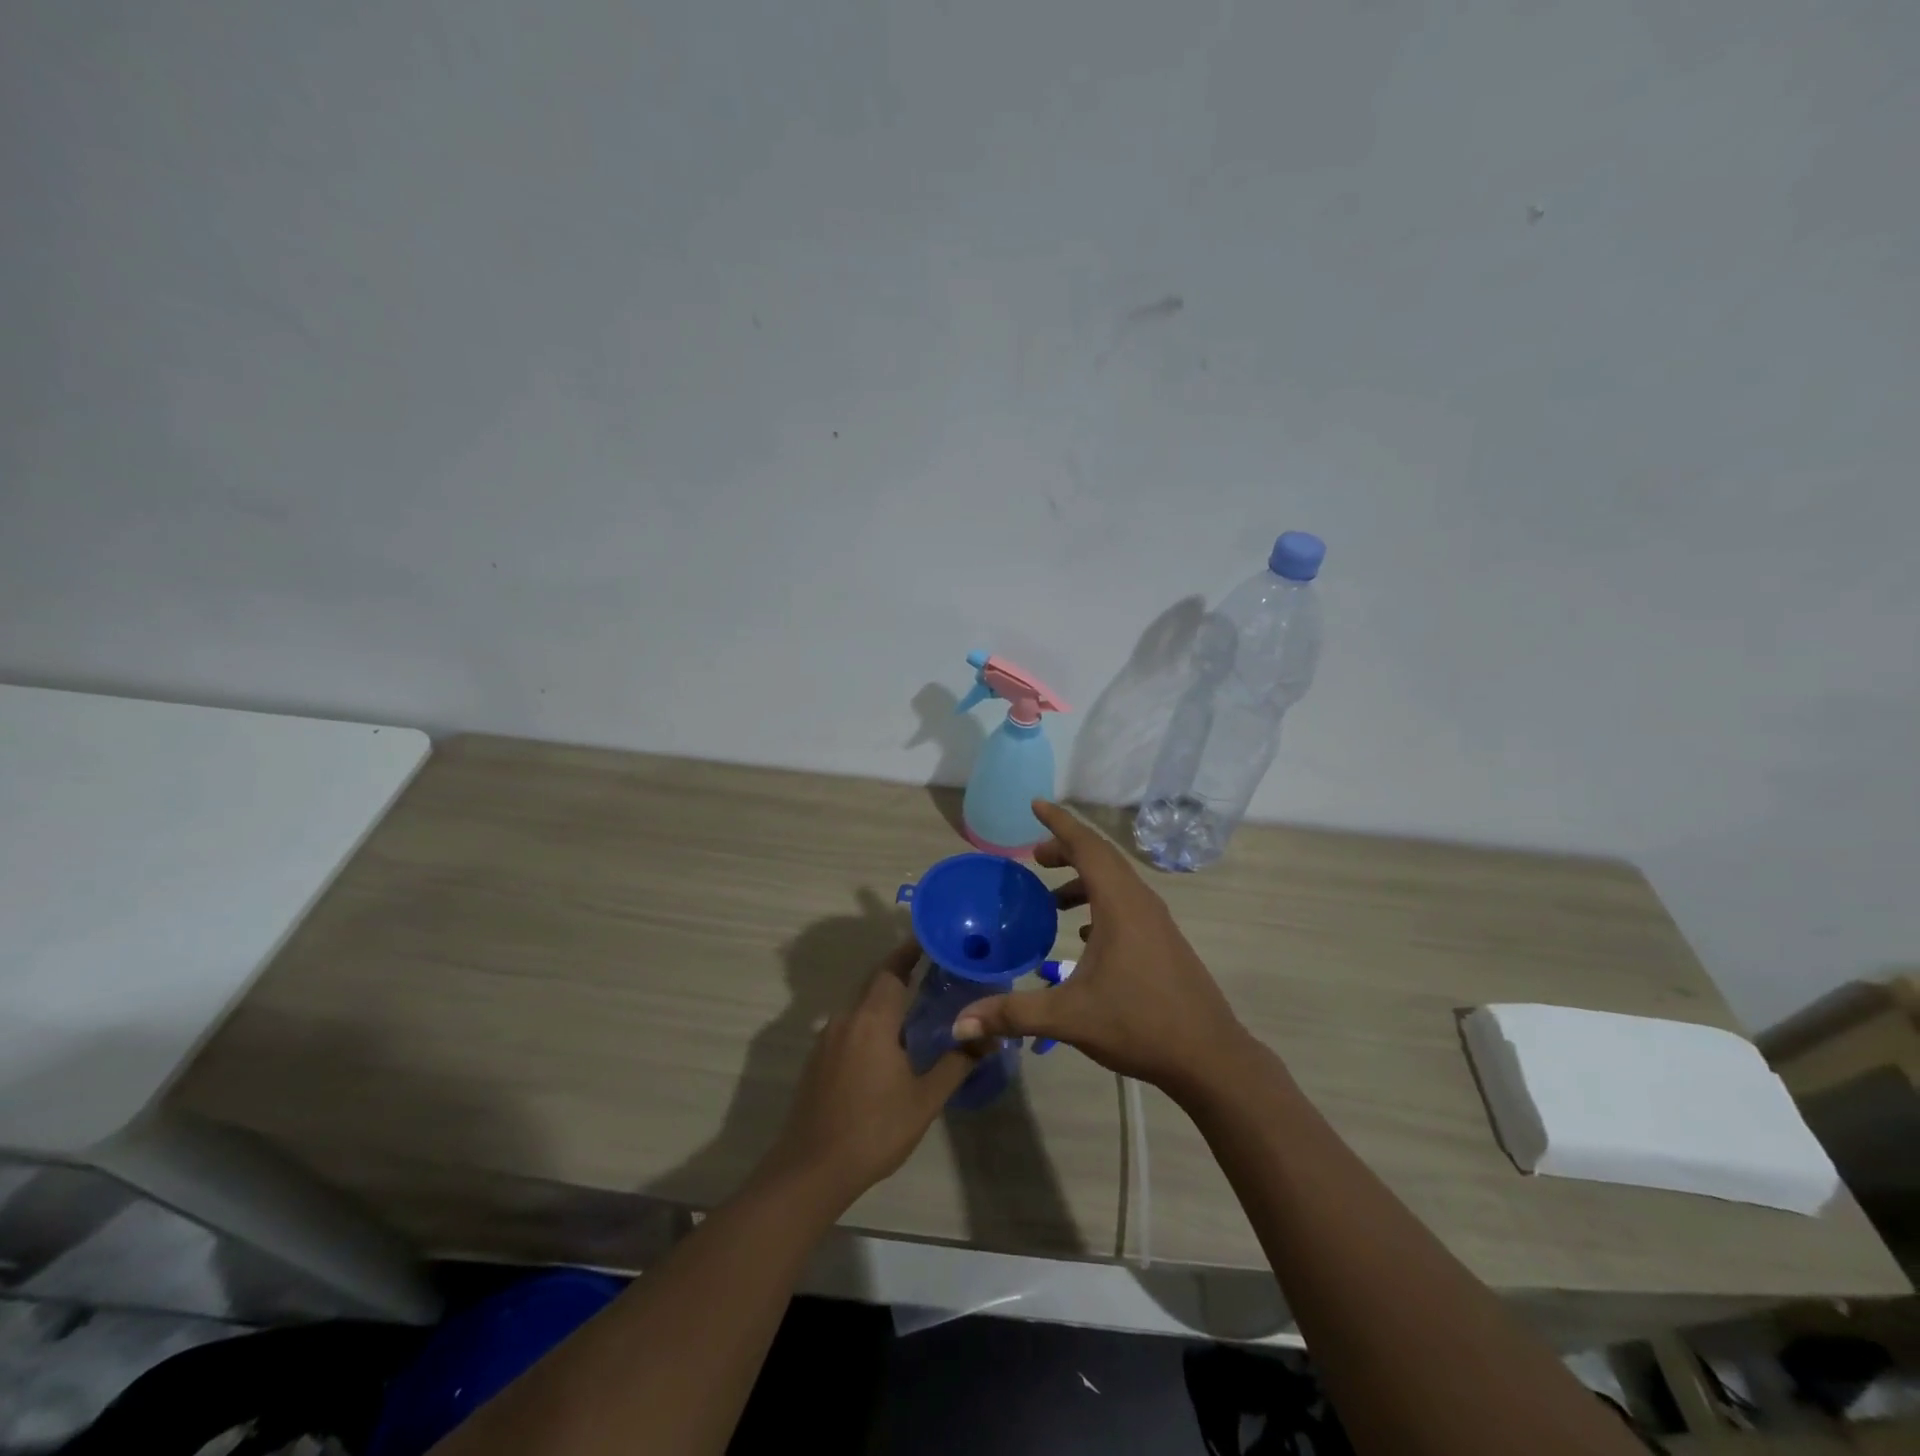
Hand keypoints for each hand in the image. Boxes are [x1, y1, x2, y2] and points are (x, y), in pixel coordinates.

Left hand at [759, 940, 974, 1207]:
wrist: (810, 1171)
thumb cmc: (873, 1130)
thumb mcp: (924, 1100)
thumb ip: (957, 1063)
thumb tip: (990, 1037)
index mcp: (872, 1020)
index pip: (891, 969)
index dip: (910, 951)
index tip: (931, 939)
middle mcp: (846, 1019)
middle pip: (876, 984)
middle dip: (902, 973)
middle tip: (936, 972)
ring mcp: (827, 1039)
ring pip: (862, 1007)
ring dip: (887, 1002)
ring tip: (919, 1009)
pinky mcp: (817, 1060)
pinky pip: (850, 1027)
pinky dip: (872, 1023)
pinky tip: (889, 1046)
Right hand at [952, 800, 1248, 1096]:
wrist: (1210, 1057)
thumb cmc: (1139, 1024)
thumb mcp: (1069, 1017)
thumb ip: (1013, 1013)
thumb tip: (960, 1022)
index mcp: (1120, 904)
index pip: (1086, 845)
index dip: (1059, 822)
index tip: (1035, 804)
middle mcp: (1140, 902)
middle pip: (1101, 858)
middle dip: (1066, 849)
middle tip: (1034, 857)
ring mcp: (1156, 922)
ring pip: (1115, 882)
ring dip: (1083, 880)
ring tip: (1052, 899)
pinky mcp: (1163, 941)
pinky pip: (1126, 905)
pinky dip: (1100, 903)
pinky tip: (1084, 933)